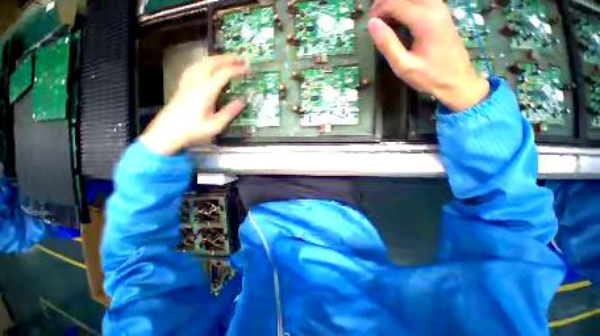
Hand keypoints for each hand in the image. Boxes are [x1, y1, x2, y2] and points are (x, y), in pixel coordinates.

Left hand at [141, 55, 248, 154]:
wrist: (166, 133)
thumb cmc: (192, 131)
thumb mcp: (215, 126)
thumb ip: (229, 113)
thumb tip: (242, 101)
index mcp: (205, 93)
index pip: (222, 75)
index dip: (236, 70)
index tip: (247, 69)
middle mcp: (195, 83)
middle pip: (211, 63)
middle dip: (227, 58)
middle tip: (240, 58)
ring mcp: (187, 82)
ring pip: (201, 63)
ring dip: (216, 58)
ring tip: (228, 60)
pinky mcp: (183, 85)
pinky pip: (195, 68)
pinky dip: (205, 63)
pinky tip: (208, 66)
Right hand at [368, 0, 488, 110]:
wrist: (457, 80)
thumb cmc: (429, 76)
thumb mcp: (403, 66)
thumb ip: (387, 44)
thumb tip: (372, 24)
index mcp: (424, 21)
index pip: (396, 3)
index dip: (378, 10)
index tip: (369, 25)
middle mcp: (434, 8)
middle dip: (386, 3)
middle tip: (375, 20)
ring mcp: (440, 9)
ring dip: (396, 4)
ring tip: (384, 19)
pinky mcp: (442, 13)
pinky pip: (421, 1)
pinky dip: (407, 6)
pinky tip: (400, 19)